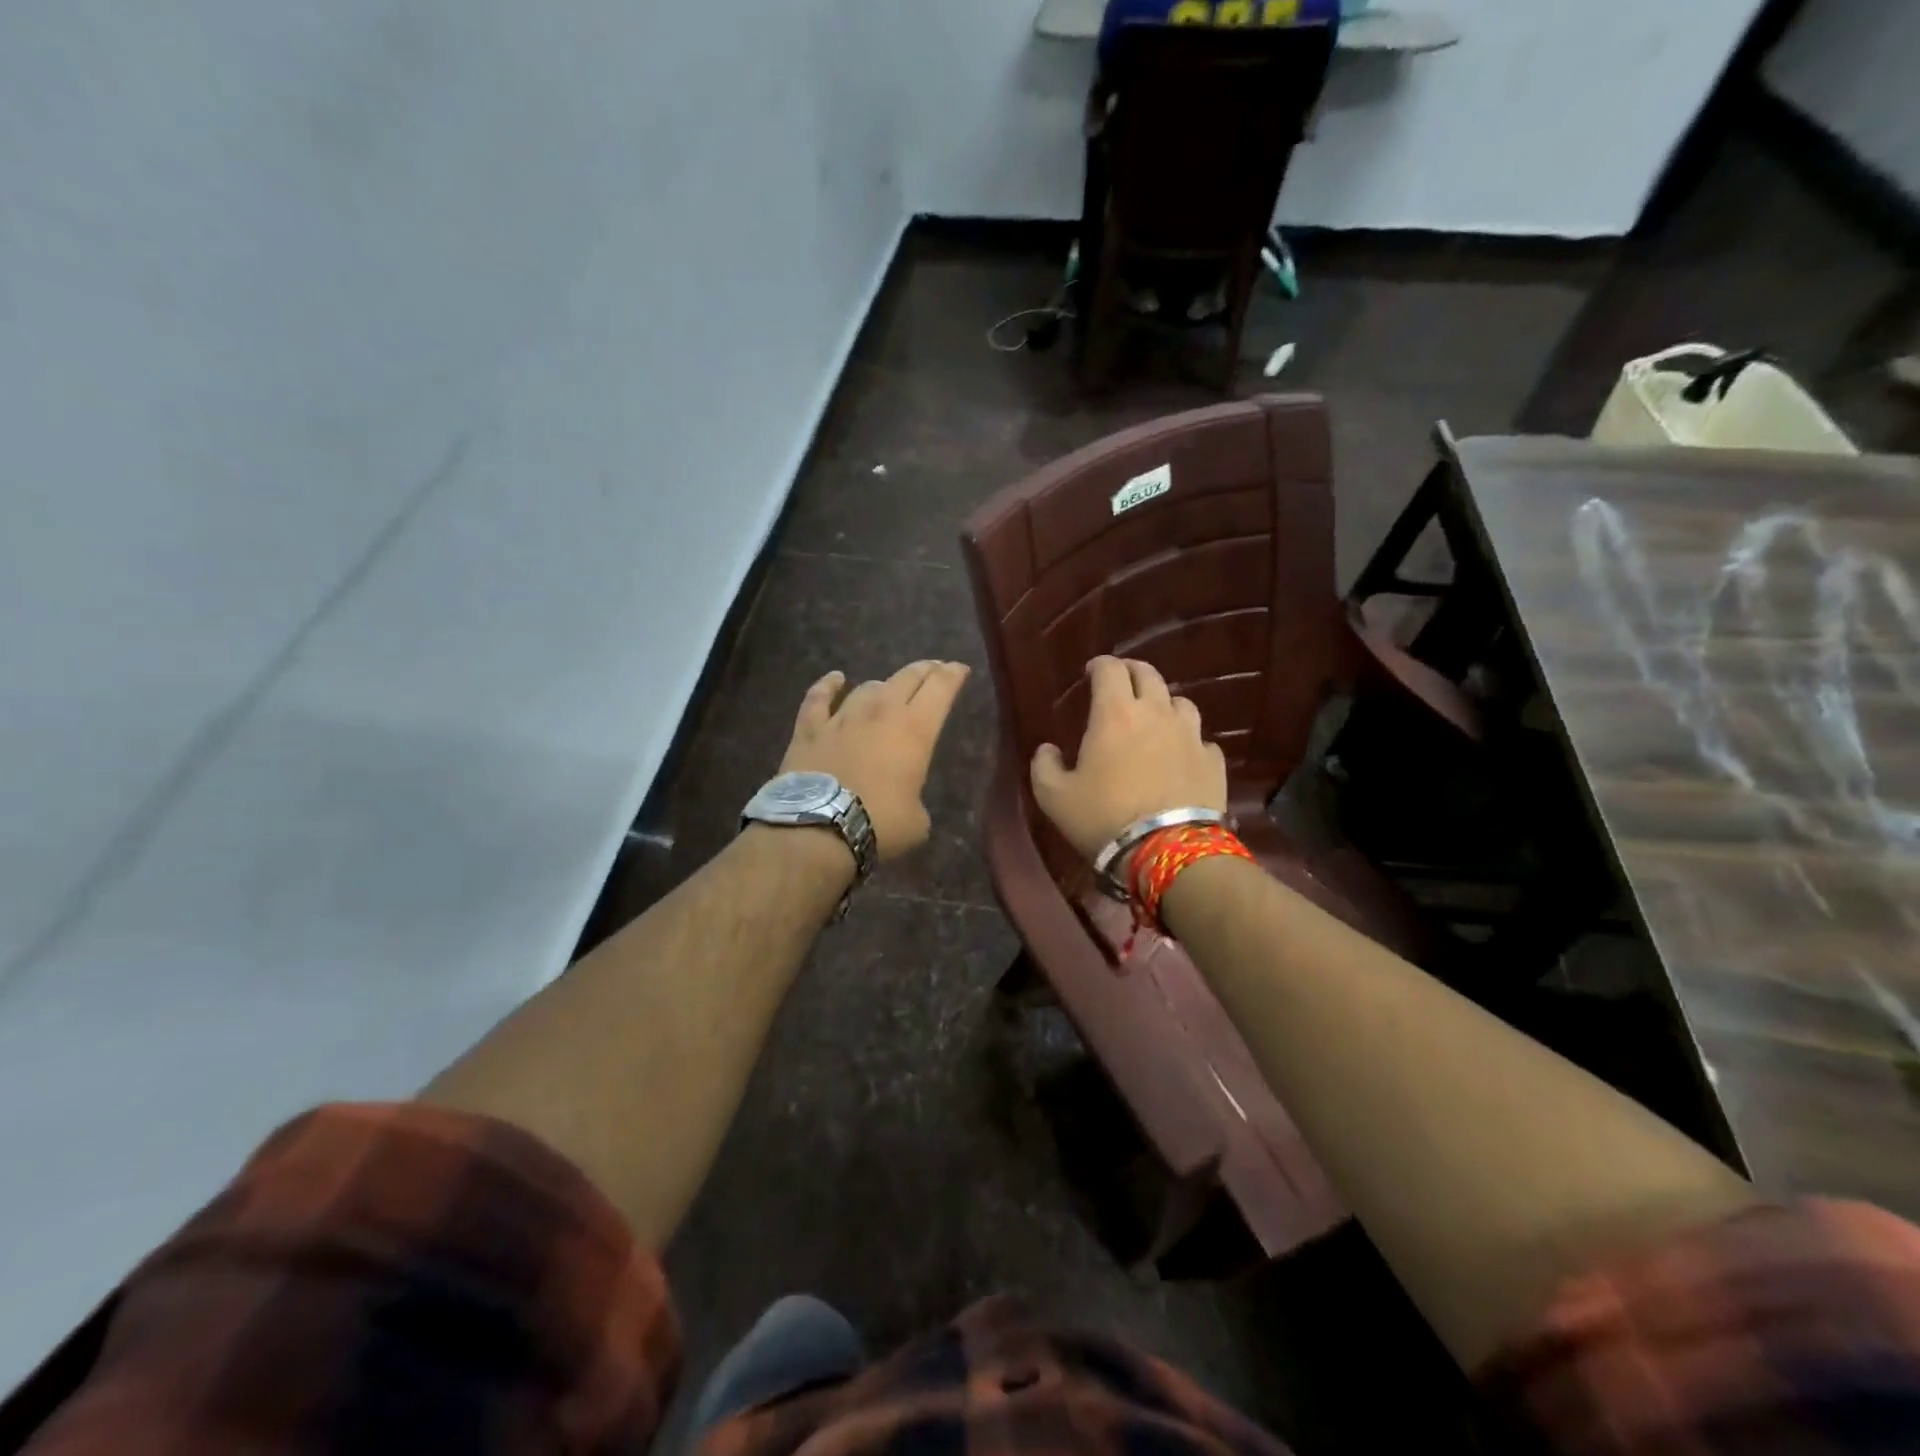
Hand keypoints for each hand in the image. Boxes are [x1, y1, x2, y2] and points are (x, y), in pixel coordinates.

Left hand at [780, 660, 970, 860]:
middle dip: (925, 670)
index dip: (953, 675)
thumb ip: (916, 801)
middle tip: (934, 669)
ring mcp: (843, 717)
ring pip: (868, 687)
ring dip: (883, 686)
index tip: (960, 669)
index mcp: (915, 730)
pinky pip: (818, 697)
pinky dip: (828, 685)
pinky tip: (835, 678)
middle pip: (907, 677)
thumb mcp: (917, 821)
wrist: (818, 828)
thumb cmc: (879, 824)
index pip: (941, 688)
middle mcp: (881, 712)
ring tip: (889, 688)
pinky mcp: (810, 728)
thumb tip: (905, 802)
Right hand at [1030, 655, 1225, 861]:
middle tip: (1120, 683)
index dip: (1098, 665)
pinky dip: (1188, 740)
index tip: (1090, 673)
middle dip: (1131, 672)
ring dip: (1163, 703)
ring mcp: (1191, 735)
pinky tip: (1180, 756)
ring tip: (1154, 718)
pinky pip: (1200, 739)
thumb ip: (1044, 766)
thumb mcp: (1054, 797)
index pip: (1110, 669)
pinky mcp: (1213, 761)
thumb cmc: (1104, 818)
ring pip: (1180, 702)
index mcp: (1115, 714)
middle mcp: (1156, 713)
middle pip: (1148, 674)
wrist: (1168, 852)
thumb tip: (1047, 749)